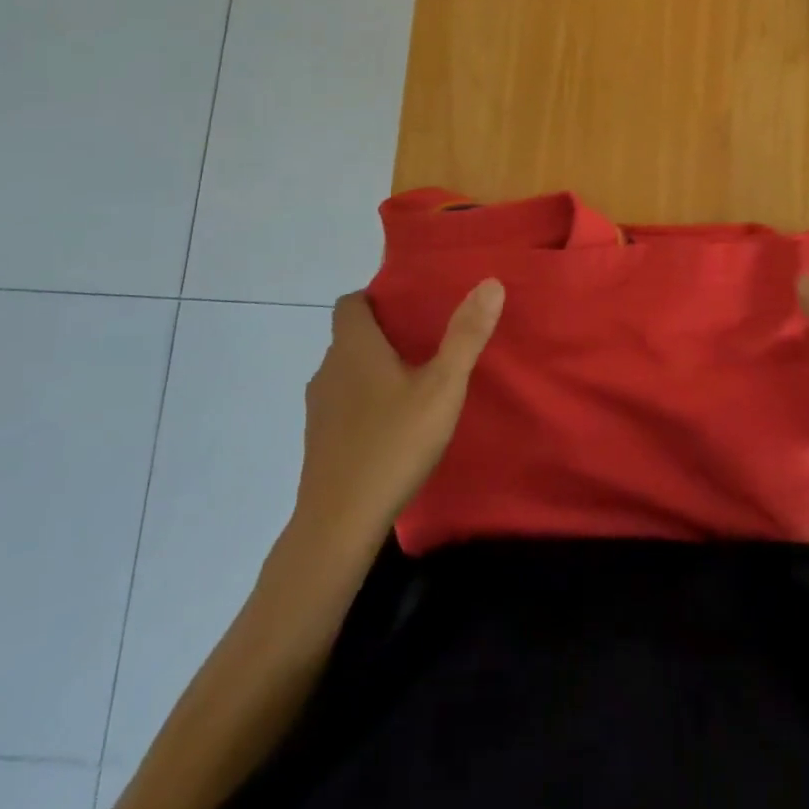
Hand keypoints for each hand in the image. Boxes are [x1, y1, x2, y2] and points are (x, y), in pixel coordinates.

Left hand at [291, 282, 504, 553]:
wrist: (338, 525)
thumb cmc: (393, 444)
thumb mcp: (442, 387)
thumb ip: (466, 335)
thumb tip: (490, 283)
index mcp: (354, 348)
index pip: (350, 303)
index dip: (375, 298)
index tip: (410, 306)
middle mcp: (328, 370)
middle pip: (350, 337)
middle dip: (383, 334)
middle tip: (425, 341)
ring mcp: (318, 409)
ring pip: (345, 372)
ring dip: (372, 370)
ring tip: (413, 382)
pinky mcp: (318, 442)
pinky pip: (341, 405)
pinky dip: (363, 403)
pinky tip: (392, 426)